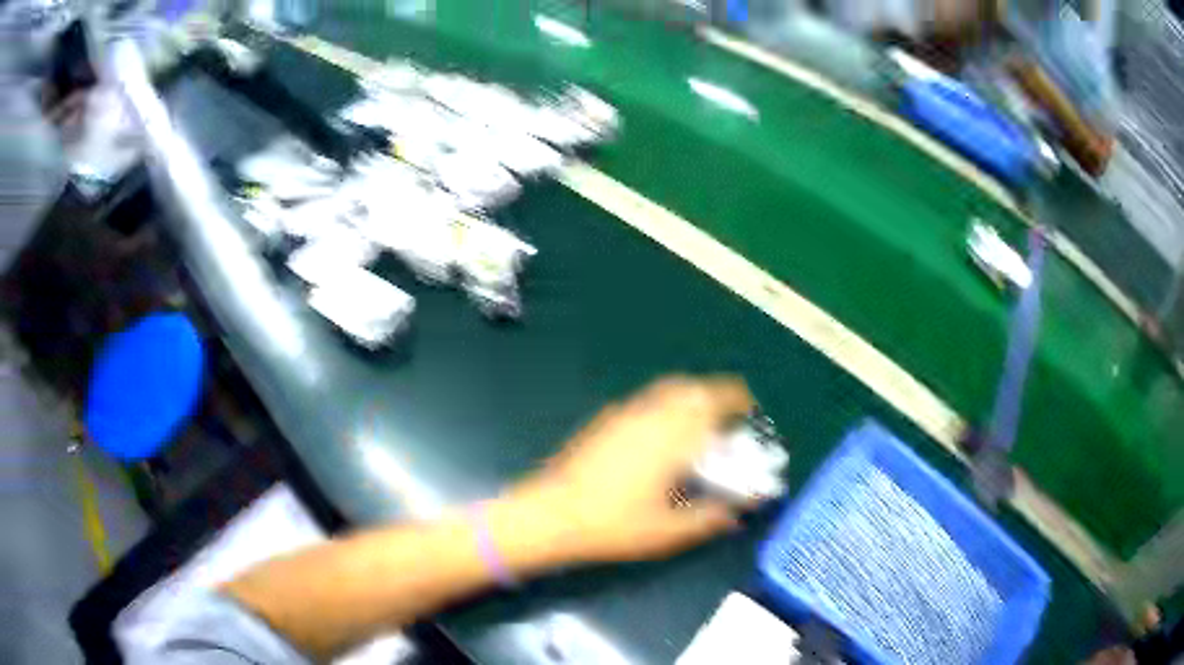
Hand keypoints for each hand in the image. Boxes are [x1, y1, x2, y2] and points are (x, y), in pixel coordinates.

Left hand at [509, 376, 753, 563]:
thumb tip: (738, 511)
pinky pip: (647, 400)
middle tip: (728, 419)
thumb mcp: (668, 531)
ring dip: (691, 396)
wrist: (552, 514)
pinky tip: (662, 434)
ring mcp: (625, 414)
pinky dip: (666, 404)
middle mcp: (651, 415)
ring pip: (668, 389)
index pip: (715, 401)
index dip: (738, 401)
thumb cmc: (613, 525)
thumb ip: (709, 518)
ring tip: (699, 423)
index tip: (750, 412)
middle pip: (693, 387)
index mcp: (672, 437)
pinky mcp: (605, 420)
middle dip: (716, 396)